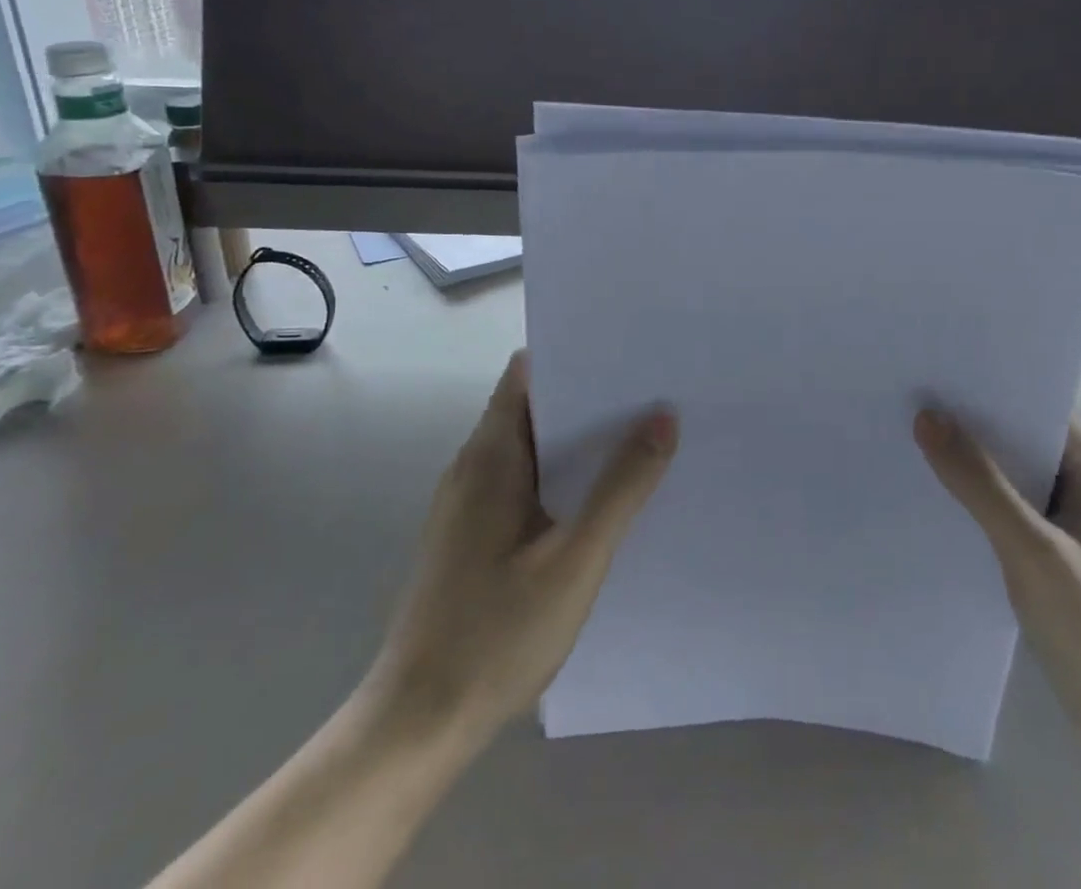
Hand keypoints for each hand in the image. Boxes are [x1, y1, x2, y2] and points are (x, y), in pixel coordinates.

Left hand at [369, 350, 677, 739]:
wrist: (417, 725)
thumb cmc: (495, 634)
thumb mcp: (575, 559)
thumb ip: (621, 487)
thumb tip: (663, 417)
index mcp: (490, 456)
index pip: (528, 373)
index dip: (574, 356)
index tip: (627, 354)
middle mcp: (474, 467)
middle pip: (534, 407)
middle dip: (590, 399)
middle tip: (653, 395)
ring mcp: (470, 504)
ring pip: (532, 449)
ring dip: (579, 442)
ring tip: (643, 438)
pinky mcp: (474, 537)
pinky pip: (525, 484)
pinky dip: (562, 478)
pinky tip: (603, 500)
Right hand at [915, 409, 1080, 771]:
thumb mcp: (1035, 553)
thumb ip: (981, 485)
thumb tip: (927, 417)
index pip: (1027, 402)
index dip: (977, 388)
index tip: (923, 375)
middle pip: (1013, 435)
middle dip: (962, 424)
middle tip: (899, 405)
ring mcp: (1069, 518)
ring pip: (1006, 474)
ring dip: (964, 465)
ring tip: (901, 443)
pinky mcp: (1054, 552)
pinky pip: (1005, 509)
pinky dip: (973, 503)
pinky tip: (930, 500)